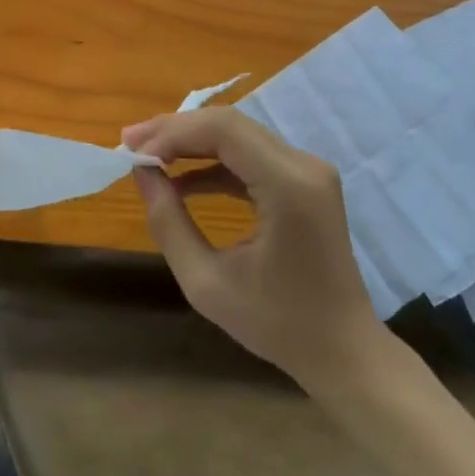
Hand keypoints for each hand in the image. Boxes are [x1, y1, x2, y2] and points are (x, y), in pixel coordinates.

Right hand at [123, 109, 382, 392]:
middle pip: (230, 125)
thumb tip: (142, 174)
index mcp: (288, 186)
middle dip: (176, 130)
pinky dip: (214, 162)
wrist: (343, 350)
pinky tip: (183, 181)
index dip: (173, 133)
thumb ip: (169, 224)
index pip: (223, 131)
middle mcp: (304, 165)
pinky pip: (252, 155)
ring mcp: (309, 170)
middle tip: (131, 143)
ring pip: (239, 135)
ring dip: (192, 142)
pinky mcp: (305, 181)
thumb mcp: (207, 284)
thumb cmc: (277, 324)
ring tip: (148, 156)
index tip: (134, 153)